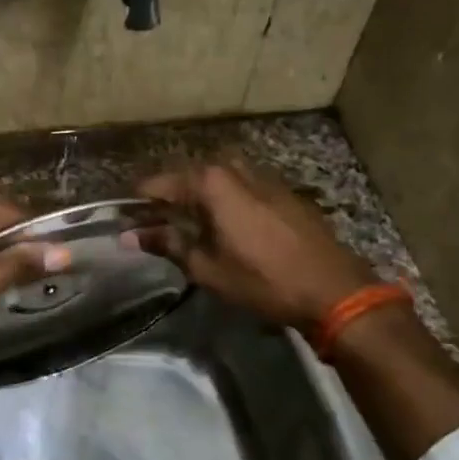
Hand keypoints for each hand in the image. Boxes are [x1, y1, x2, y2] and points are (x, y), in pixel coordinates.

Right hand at [134, 155, 377, 333]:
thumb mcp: (207, 267)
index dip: (141, 199)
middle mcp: (237, 170)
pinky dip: (225, 198)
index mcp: (213, 183)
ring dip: (199, 194)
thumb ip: (168, 244)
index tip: (125, 214)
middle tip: (154, 219)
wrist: (333, 289)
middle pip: (191, 174)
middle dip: (170, 193)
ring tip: (187, 221)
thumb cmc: (263, 280)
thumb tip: (129, 235)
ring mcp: (265, 177)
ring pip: (219, 177)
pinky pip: (242, 185)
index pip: (162, 183)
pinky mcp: (284, 192)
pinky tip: (223, 222)